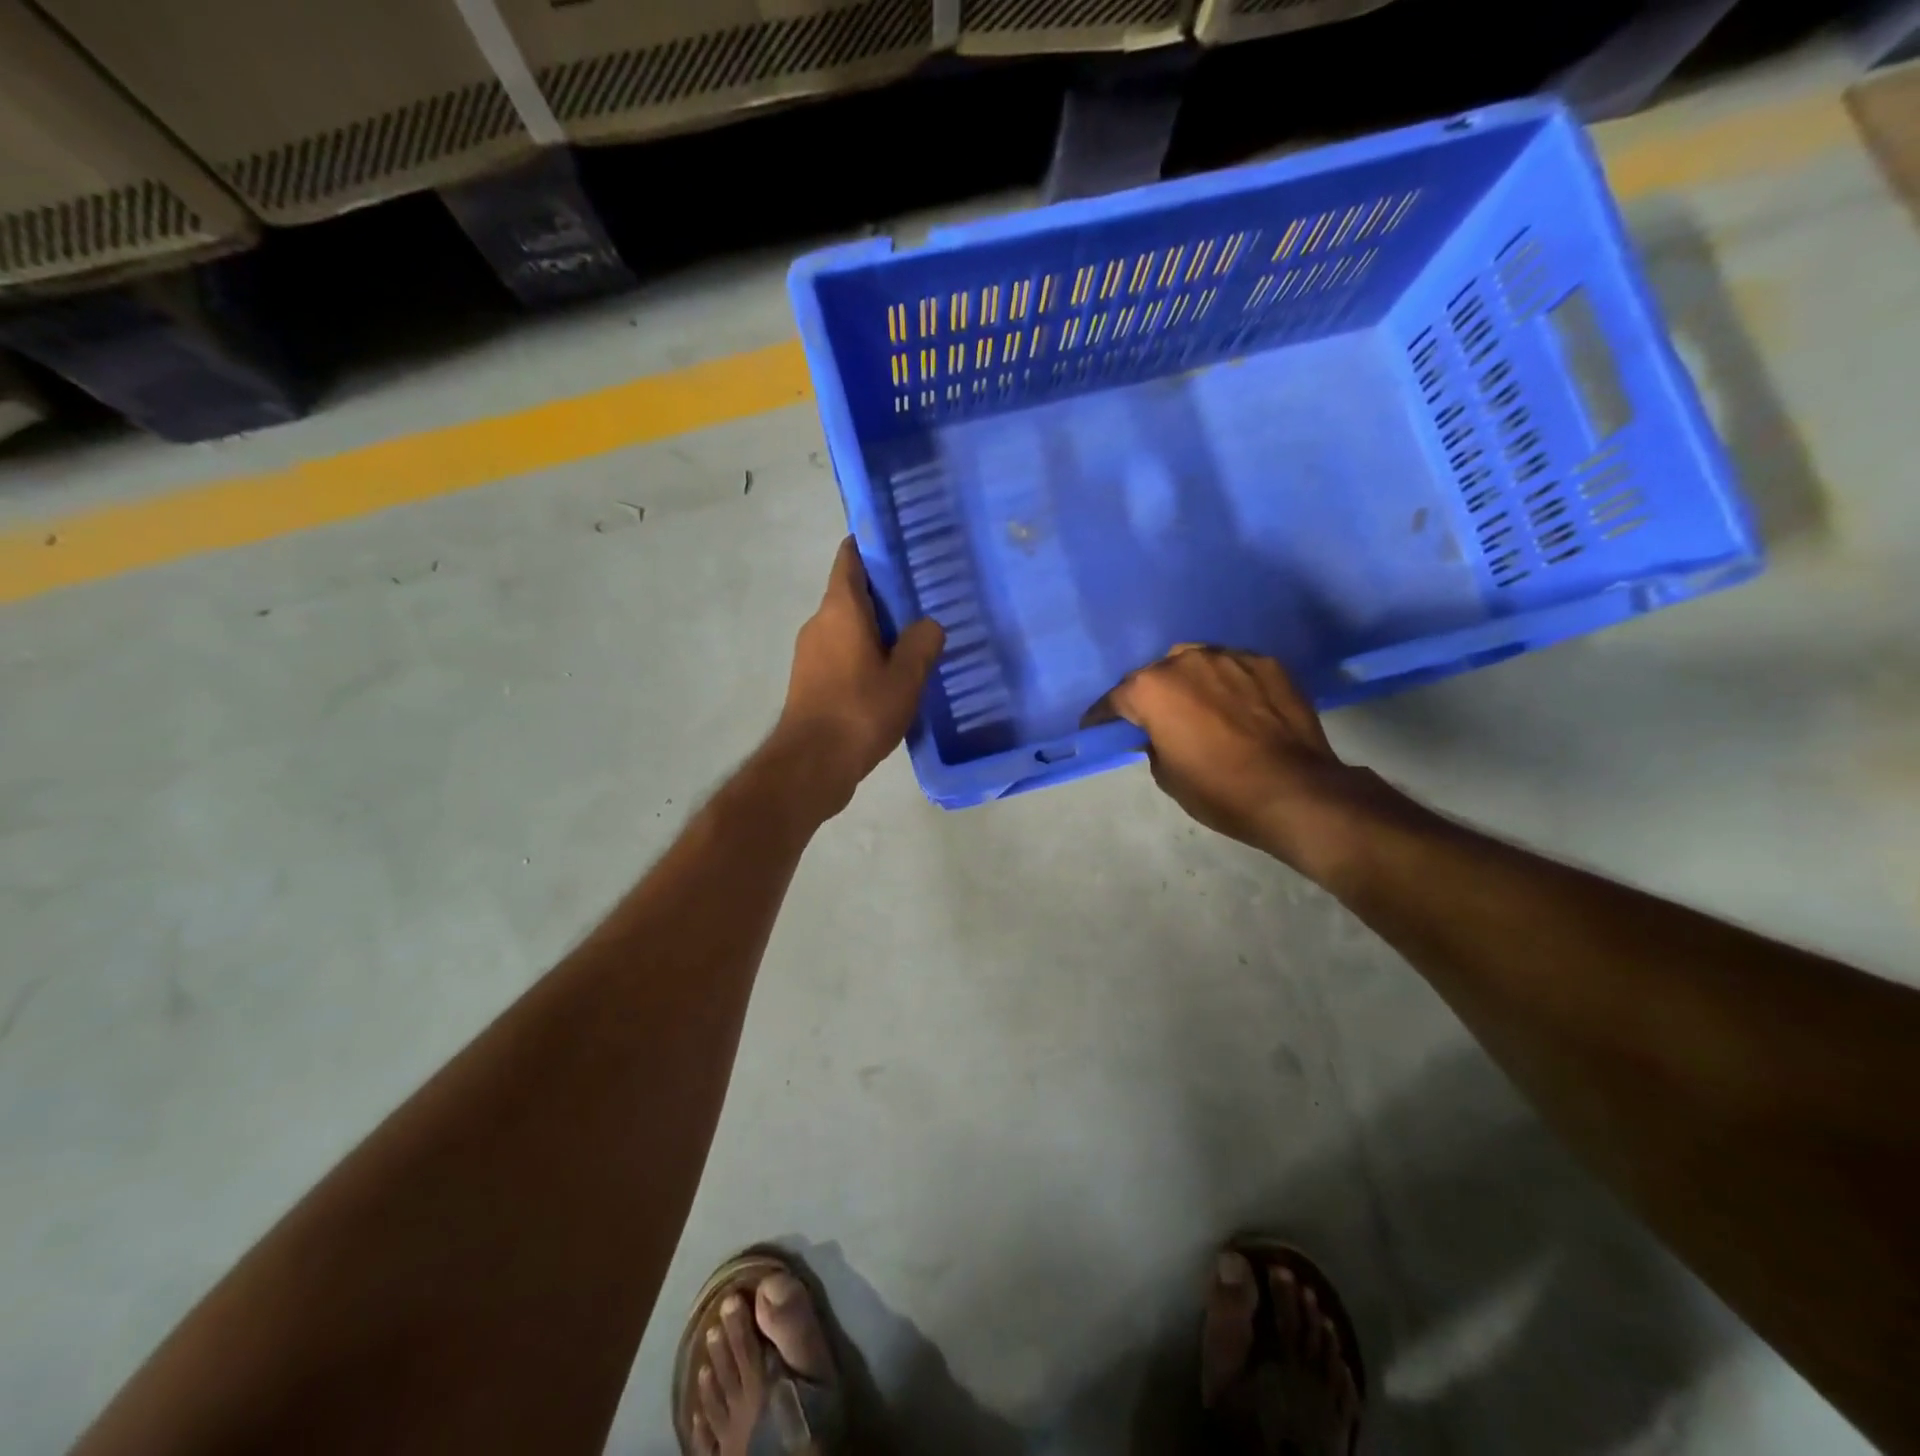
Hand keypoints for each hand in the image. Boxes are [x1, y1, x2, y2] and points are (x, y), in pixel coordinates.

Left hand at [769, 538, 944, 818]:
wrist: (811, 764)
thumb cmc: (859, 711)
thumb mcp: (904, 678)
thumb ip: (921, 644)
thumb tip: (929, 625)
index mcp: (840, 610)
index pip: (850, 559)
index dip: (871, 546)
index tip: (898, 545)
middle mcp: (819, 623)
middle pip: (851, 594)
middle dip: (884, 594)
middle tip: (922, 598)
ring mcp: (810, 653)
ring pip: (846, 627)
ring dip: (874, 629)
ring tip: (912, 639)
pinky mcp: (810, 681)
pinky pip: (840, 653)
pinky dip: (862, 654)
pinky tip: (890, 675)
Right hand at [1100, 645, 1365, 873]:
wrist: (1295, 791)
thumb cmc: (1219, 789)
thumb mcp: (1166, 775)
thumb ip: (1151, 742)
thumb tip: (1156, 732)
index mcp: (1151, 688)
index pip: (1114, 699)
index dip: (1102, 718)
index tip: (1097, 729)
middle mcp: (1185, 660)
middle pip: (1155, 674)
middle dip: (1150, 695)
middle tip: (1155, 720)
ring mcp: (1229, 657)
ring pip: (1195, 663)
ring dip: (1189, 683)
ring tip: (1198, 707)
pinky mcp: (1267, 663)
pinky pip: (1233, 669)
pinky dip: (1226, 684)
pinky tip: (1235, 707)